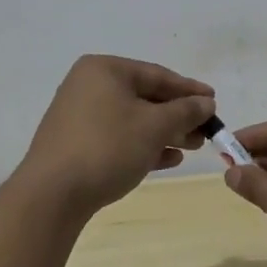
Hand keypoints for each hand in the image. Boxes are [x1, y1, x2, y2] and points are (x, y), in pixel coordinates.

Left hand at [14, 55, 216, 216]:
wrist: (51, 195)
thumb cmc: (107, 147)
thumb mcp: (154, 126)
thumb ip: (185, 111)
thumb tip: (206, 103)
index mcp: (104, 70)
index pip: (157, 74)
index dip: (189, 89)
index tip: (214, 101)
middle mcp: (88, 86)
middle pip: (144, 97)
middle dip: (178, 115)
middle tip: (206, 130)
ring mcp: (79, 116)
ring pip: (132, 119)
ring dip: (164, 132)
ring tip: (192, 147)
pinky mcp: (76, 145)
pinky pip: (118, 138)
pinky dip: (143, 145)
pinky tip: (168, 159)